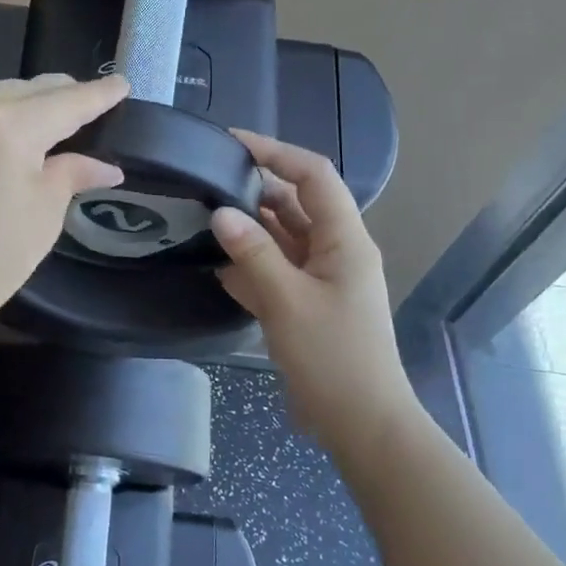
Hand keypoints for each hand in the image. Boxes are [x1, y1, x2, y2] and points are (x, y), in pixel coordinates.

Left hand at [0, 74, 128, 349]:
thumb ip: (72, 175)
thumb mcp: (42, 216)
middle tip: (94, 108)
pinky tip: (12, 137)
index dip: (100, 94)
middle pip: (30, 88)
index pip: (68, 100)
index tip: (123, 84)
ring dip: (29, 104)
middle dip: (64, 96)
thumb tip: (105, 166)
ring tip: (55, 124)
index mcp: (8, 123)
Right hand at [210, 131, 414, 460]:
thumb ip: (254, 253)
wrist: (361, 423)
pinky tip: (216, 266)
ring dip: (250, 227)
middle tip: (208, 180)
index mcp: (345, 240)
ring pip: (283, 238)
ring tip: (204, 215)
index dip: (275, 153)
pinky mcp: (307, 304)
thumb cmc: (332, 357)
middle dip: (255, 189)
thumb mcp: (288, 301)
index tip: (232, 143)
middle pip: (296, 203)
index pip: (313, 175)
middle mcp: (336, 251)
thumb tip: (222, 212)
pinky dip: (251, 265)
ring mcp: (322, 279)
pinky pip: (277, 271)